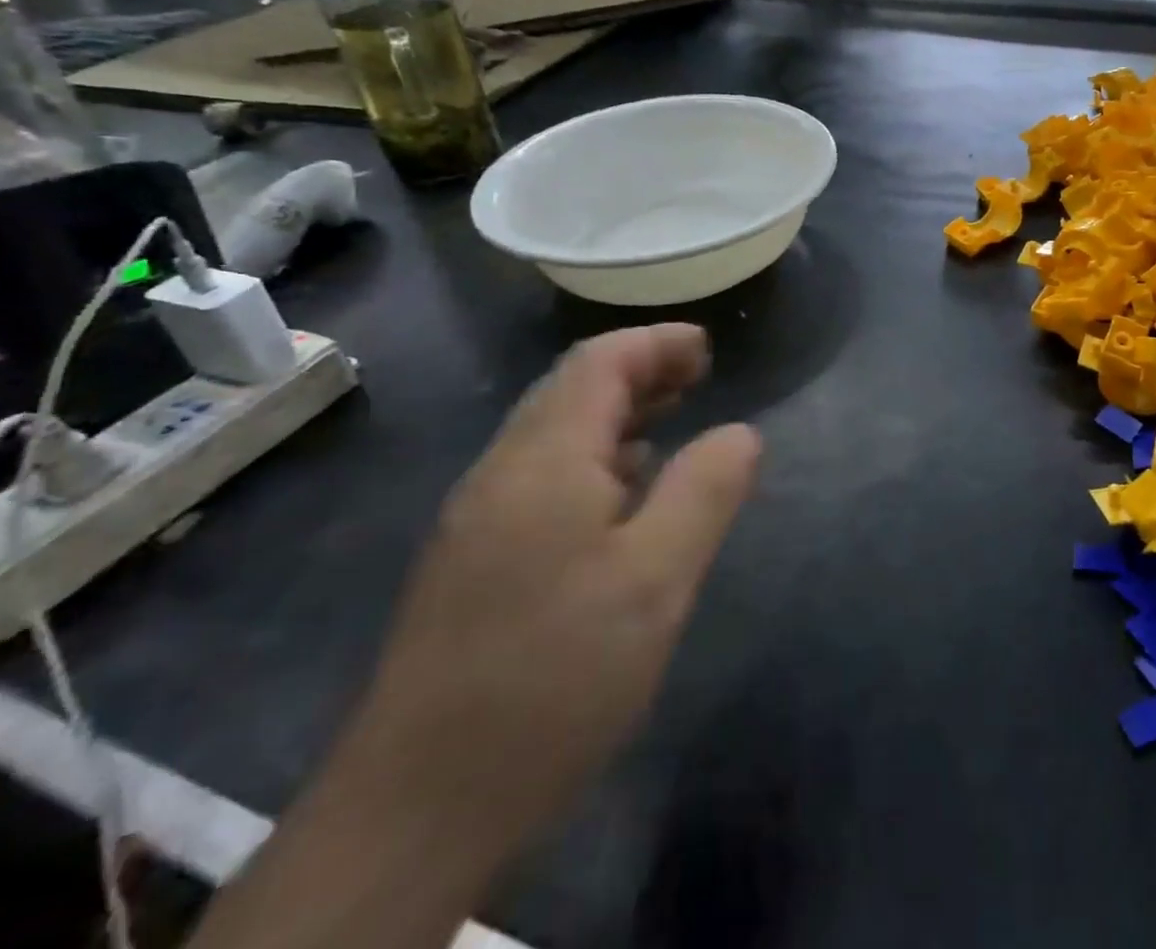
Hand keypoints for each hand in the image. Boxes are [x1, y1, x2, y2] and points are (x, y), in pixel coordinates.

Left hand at [342, 325, 759, 848]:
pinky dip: (594, 458)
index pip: (598, 364)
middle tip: (700, 376)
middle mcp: (501, 475)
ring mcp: (477, 521)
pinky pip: (540, 478)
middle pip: (571, 391)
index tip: (708, 348)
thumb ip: (706, 491)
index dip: (656, 343)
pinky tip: (624, 493)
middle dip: (639, 371)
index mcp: (542, 462)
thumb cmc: (553, 678)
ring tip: (674, 419)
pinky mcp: (472, 564)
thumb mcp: (656, 579)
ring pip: (554, 435)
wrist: (414, 812)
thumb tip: (741, 432)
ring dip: (617, 414)